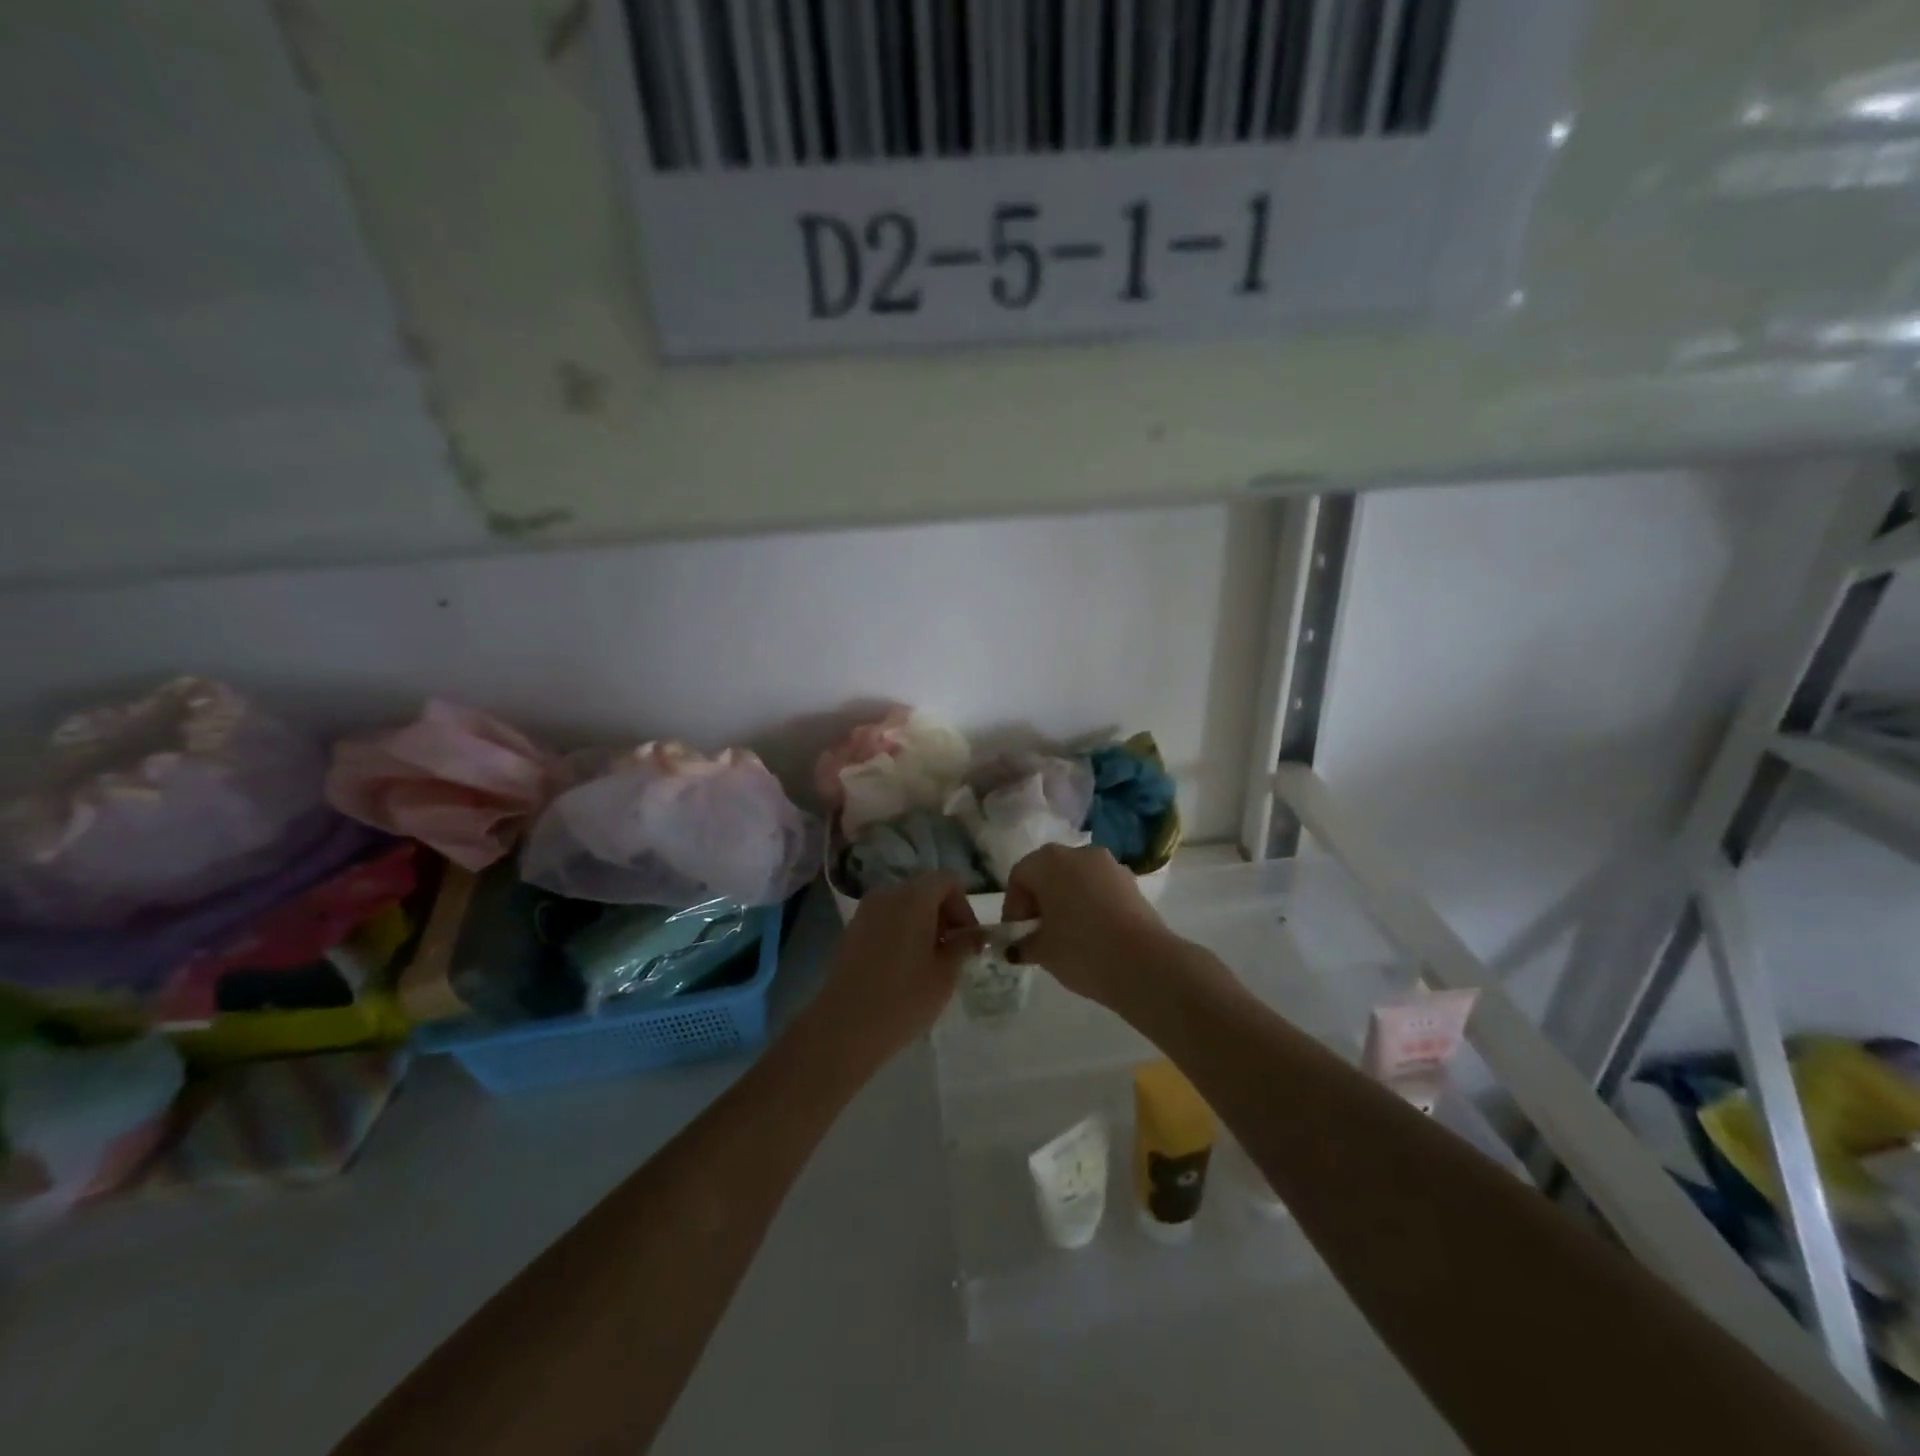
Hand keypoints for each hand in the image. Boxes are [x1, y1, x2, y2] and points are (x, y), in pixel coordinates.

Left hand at [805, 875, 979, 1070]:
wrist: (844, 1026)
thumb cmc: (904, 998)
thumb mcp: (945, 974)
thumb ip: (963, 946)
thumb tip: (976, 934)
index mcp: (914, 897)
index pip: (947, 880)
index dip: (964, 905)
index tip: (968, 939)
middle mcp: (887, 894)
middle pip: (924, 889)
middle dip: (944, 914)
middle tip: (952, 951)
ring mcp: (865, 912)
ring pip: (903, 905)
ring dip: (922, 924)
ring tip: (929, 962)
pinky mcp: (851, 931)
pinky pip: (885, 920)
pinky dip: (900, 932)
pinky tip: (903, 967)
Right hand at [1001, 844, 1176, 1011]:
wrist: (1144, 963)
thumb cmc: (1080, 949)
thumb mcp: (1041, 951)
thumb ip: (1023, 943)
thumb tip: (1017, 946)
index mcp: (1049, 861)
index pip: (1020, 876)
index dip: (1013, 907)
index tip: (1017, 935)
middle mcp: (1079, 853)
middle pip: (1049, 873)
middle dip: (1039, 901)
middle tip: (1038, 934)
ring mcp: (1109, 865)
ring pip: (1076, 879)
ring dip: (1066, 901)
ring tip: (1066, 936)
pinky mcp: (1132, 883)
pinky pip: (1100, 889)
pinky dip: (1090, 905)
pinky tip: (1092, 935)